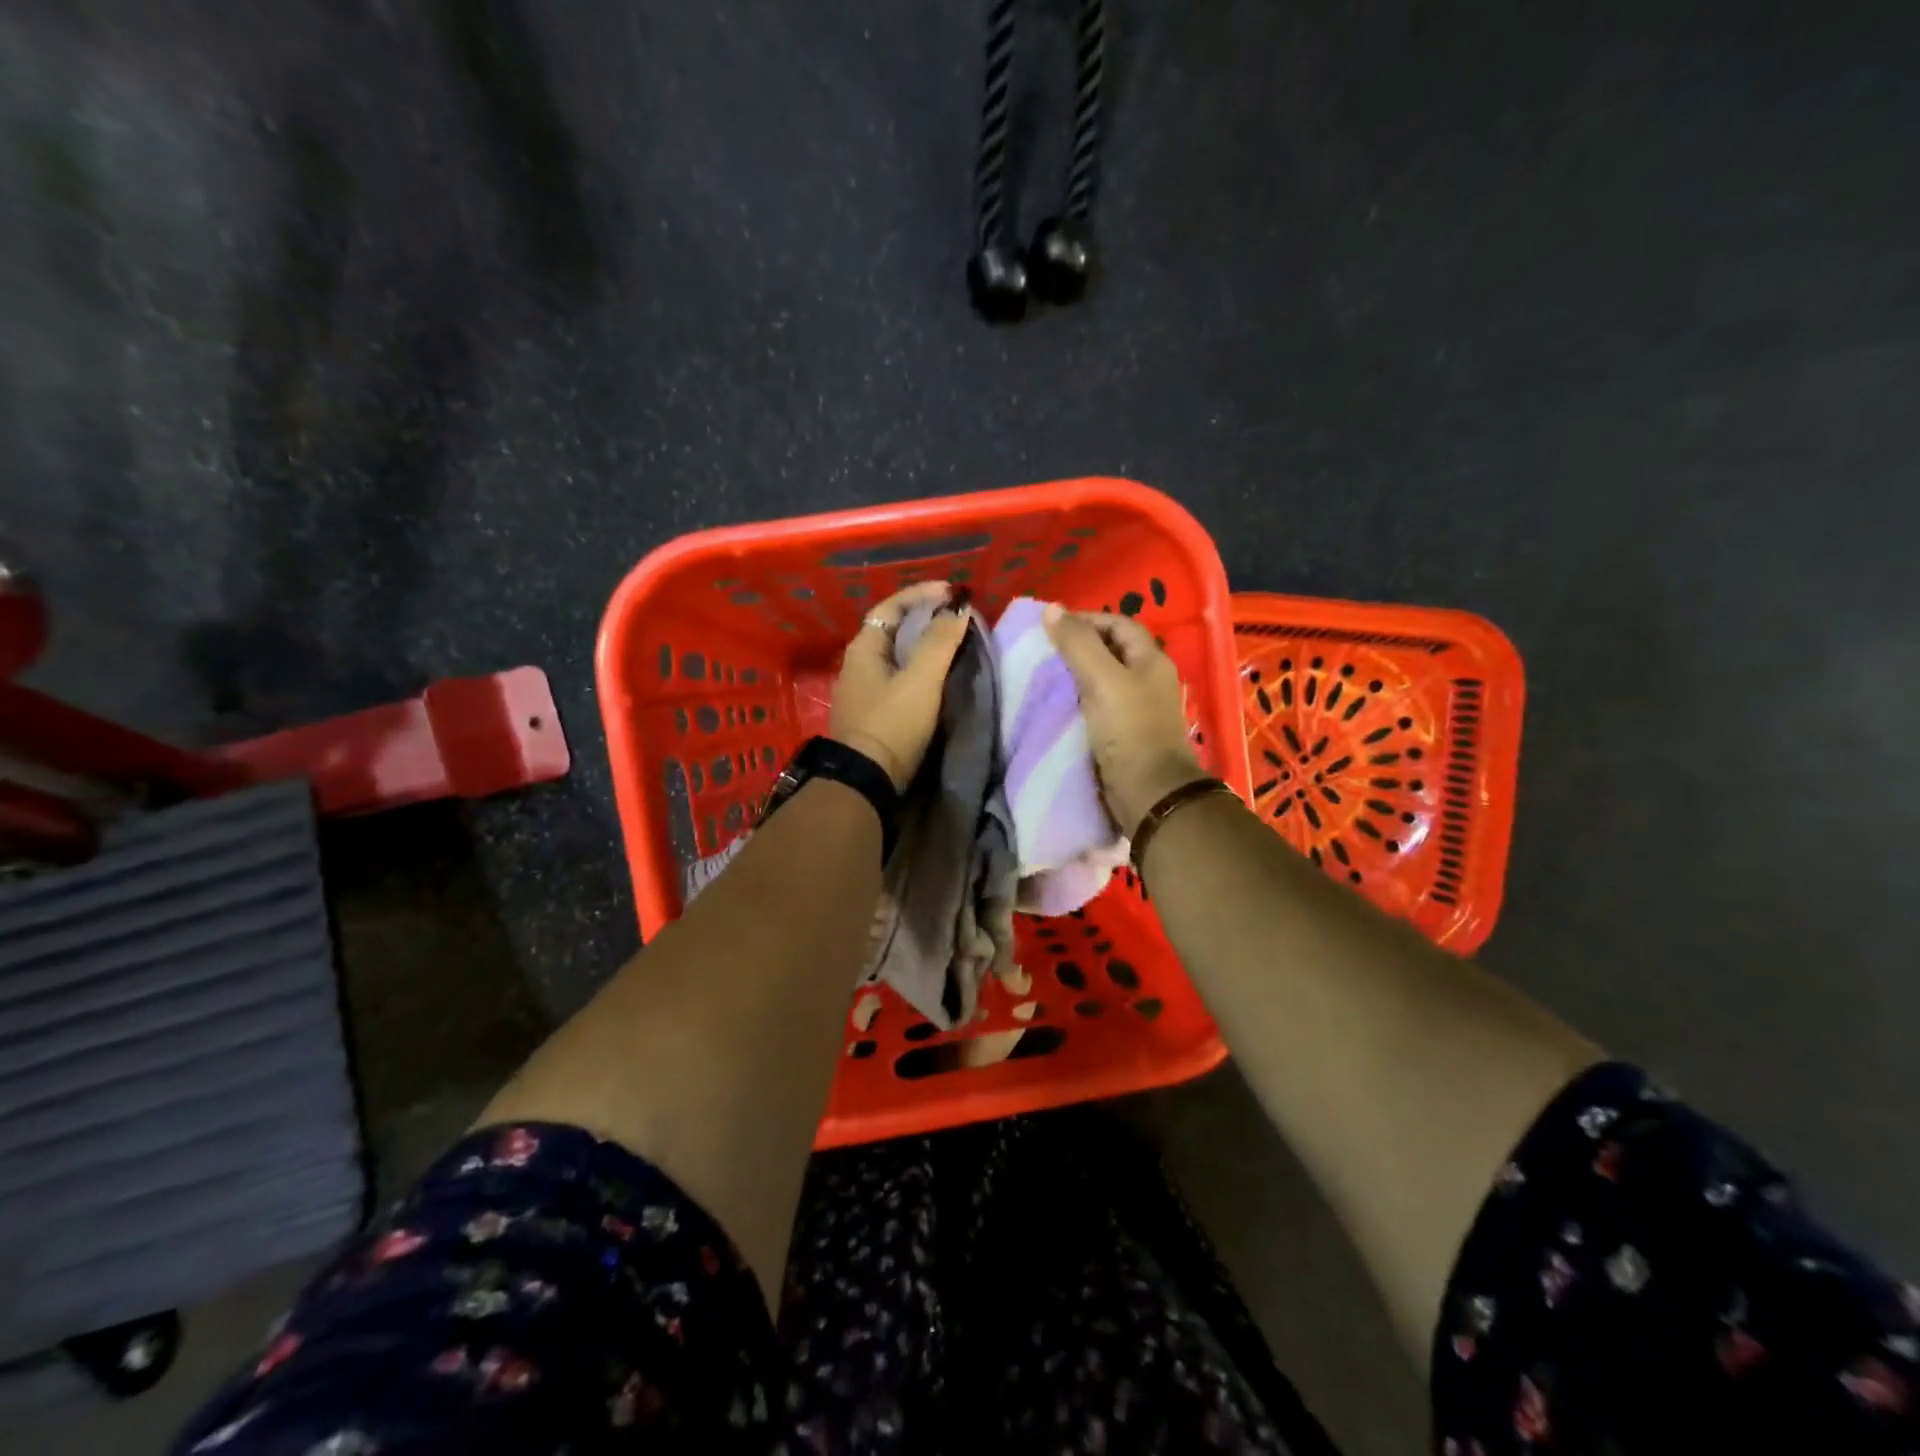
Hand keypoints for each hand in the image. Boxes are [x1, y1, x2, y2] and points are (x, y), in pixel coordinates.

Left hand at [828, 582, 970, 790]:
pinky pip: (898, 678)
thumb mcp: (921, 679)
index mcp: (864, 648)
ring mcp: (863, 690)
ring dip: (923, 645)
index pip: (892, 605)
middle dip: (925, 618)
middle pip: (893, 629)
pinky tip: (938, 677)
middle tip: (956, 617)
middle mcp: (858, 664)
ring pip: (896, 655)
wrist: (865, 781)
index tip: (953, 593)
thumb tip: (959, 608)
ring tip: (953, 643)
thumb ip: (940, 642)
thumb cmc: (892, 723)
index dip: (922, 594)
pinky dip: (919, 669)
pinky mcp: (872, 714)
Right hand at [1043, 604, 1207, 837]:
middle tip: (1045, 651)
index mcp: (1151, 660)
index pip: (1119, 624)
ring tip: (1045, 675)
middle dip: (1079, 646)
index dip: (1087, 619)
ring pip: (1103, 679)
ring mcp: (1138, 708)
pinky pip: (1099, 706)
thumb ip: (1077, 644)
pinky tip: (1057, 705)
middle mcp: (1148, 679)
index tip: (1052, 626)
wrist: (1148, 791)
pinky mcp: (1125, 733)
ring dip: (1076, 675)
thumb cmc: (1129, 729)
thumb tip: (1051, 608)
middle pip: (1112, 650)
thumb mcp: (1102, 679)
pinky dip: (1078, 701)